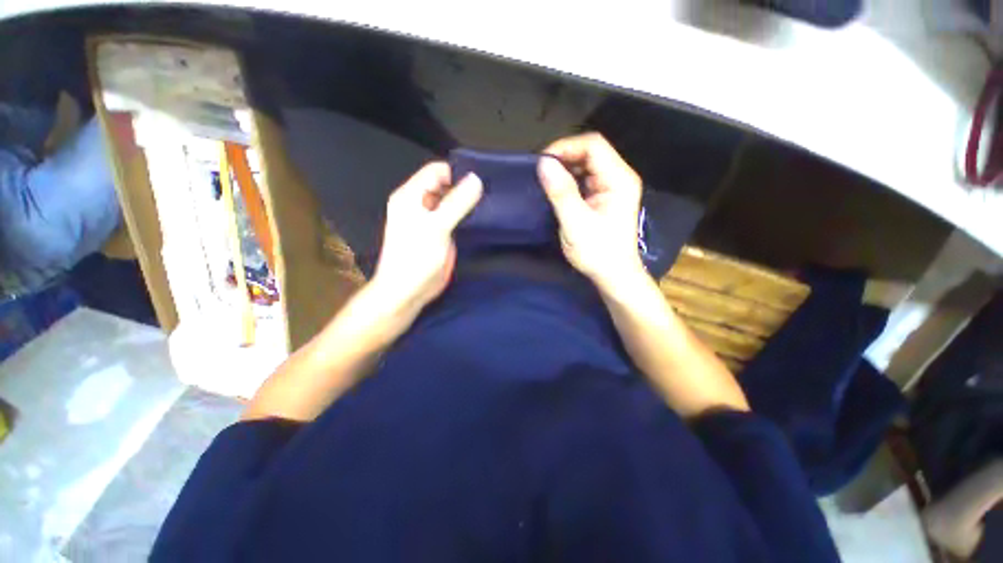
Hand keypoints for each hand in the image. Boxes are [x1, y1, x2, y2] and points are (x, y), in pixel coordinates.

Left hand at [370, 162, 482, 314]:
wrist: (408, 291)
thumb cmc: (416, 258)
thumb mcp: (437, 228)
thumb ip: (456, 203)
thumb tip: (476, 179)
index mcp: (412, 195)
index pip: (437, 171)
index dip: (458, 172)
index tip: (482, 180)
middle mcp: (421, 203)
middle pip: (446, 184)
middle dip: (466, 186)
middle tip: (490, 191)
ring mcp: (432, 219)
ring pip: (453, 201)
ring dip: (469, 202)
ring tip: (491, 203)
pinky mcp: (441, 233)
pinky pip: (456, 217)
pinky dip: (468, 215)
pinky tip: (483, 218)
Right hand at [538, 133, 643, 290]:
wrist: (613, 275)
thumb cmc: (597, 252)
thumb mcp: (575, 223)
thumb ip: (561, 192)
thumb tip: (543, 163)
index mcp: (618, 179)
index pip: (593, 145)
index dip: (566, 147)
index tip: (542, 162)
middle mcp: (619, 177)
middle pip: (591, 152)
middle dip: (564, 157)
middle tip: (541, 172)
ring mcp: (613, 187)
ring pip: (587, 165)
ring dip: (565, 169)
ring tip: (545, 180)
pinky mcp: (605, 197)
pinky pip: (585, 179)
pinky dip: (569, 180)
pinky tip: (557, 189)